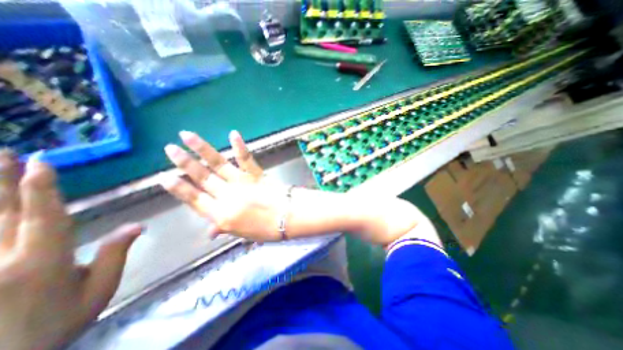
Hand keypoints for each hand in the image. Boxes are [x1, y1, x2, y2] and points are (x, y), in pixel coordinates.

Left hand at [0, 151, 139, 349]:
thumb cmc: (58, 324)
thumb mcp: (100, 290)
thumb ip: (115, 255)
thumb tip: (138, 226)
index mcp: (40, 264)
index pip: (43, 218)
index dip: (41, 189)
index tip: (41, 162)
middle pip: (0, 214)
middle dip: (1, 181)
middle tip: (4, 151)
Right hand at [160, 130, 286, 241]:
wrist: (288, 217)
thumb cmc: (266, 229)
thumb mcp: (242, 234)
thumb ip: (224, 228)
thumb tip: (209, 232)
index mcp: (221, 215)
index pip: (194, 200)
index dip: (179, 189)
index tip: (163, 177)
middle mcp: (227, 196)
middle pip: (202, 178)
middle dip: (184, 163)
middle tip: (169, 148)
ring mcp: (242, 182)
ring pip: (218, 164)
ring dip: (202, 149)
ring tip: (186, 135)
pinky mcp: (256, 174)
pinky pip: (246, 159)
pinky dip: (239, 146)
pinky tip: (232, 133)